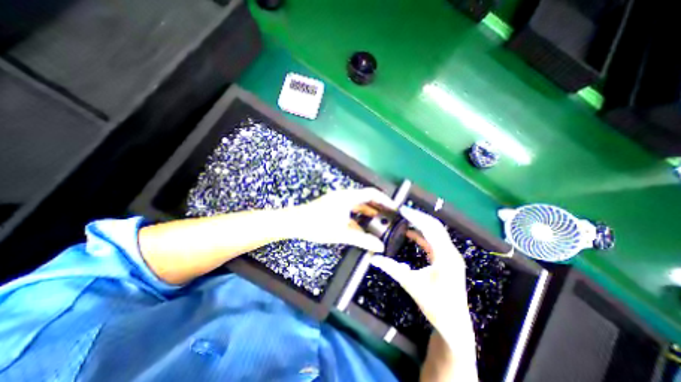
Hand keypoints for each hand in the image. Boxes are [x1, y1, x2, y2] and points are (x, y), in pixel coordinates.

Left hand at [287, 189, 393, 252]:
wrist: (295, 223)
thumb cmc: (317, 225)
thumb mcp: (342, 233)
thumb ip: (362, 240)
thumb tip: (379, 247)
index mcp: (348, 197)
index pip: (371, 193)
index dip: (384, 199)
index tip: (394, 208)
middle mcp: (344, 196)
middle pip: (366, 199)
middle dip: (378, 207)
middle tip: (389, 216)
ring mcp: (338, 201)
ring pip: (358, 205)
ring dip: (368, 213)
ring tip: (379, 223)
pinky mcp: (334, 207)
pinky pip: (350, 210)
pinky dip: (358, 218)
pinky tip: (363, 228)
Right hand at [368, 208, 474, 346]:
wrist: (454, 324)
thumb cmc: (435, 305)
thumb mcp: (411, 285)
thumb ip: (392, 269)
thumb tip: (373, 259)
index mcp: (445, 256)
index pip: (430, 229)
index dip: (416, 217)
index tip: (402, 209)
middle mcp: (450, 252)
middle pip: (435, 226)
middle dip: (419, 217)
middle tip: (402, 211)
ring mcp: (450, 256)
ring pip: (436, 232)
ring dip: (421, 224)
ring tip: (405, 219)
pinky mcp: (447, 260)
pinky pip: (434, 241)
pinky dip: (422, 235)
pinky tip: (411, 233)